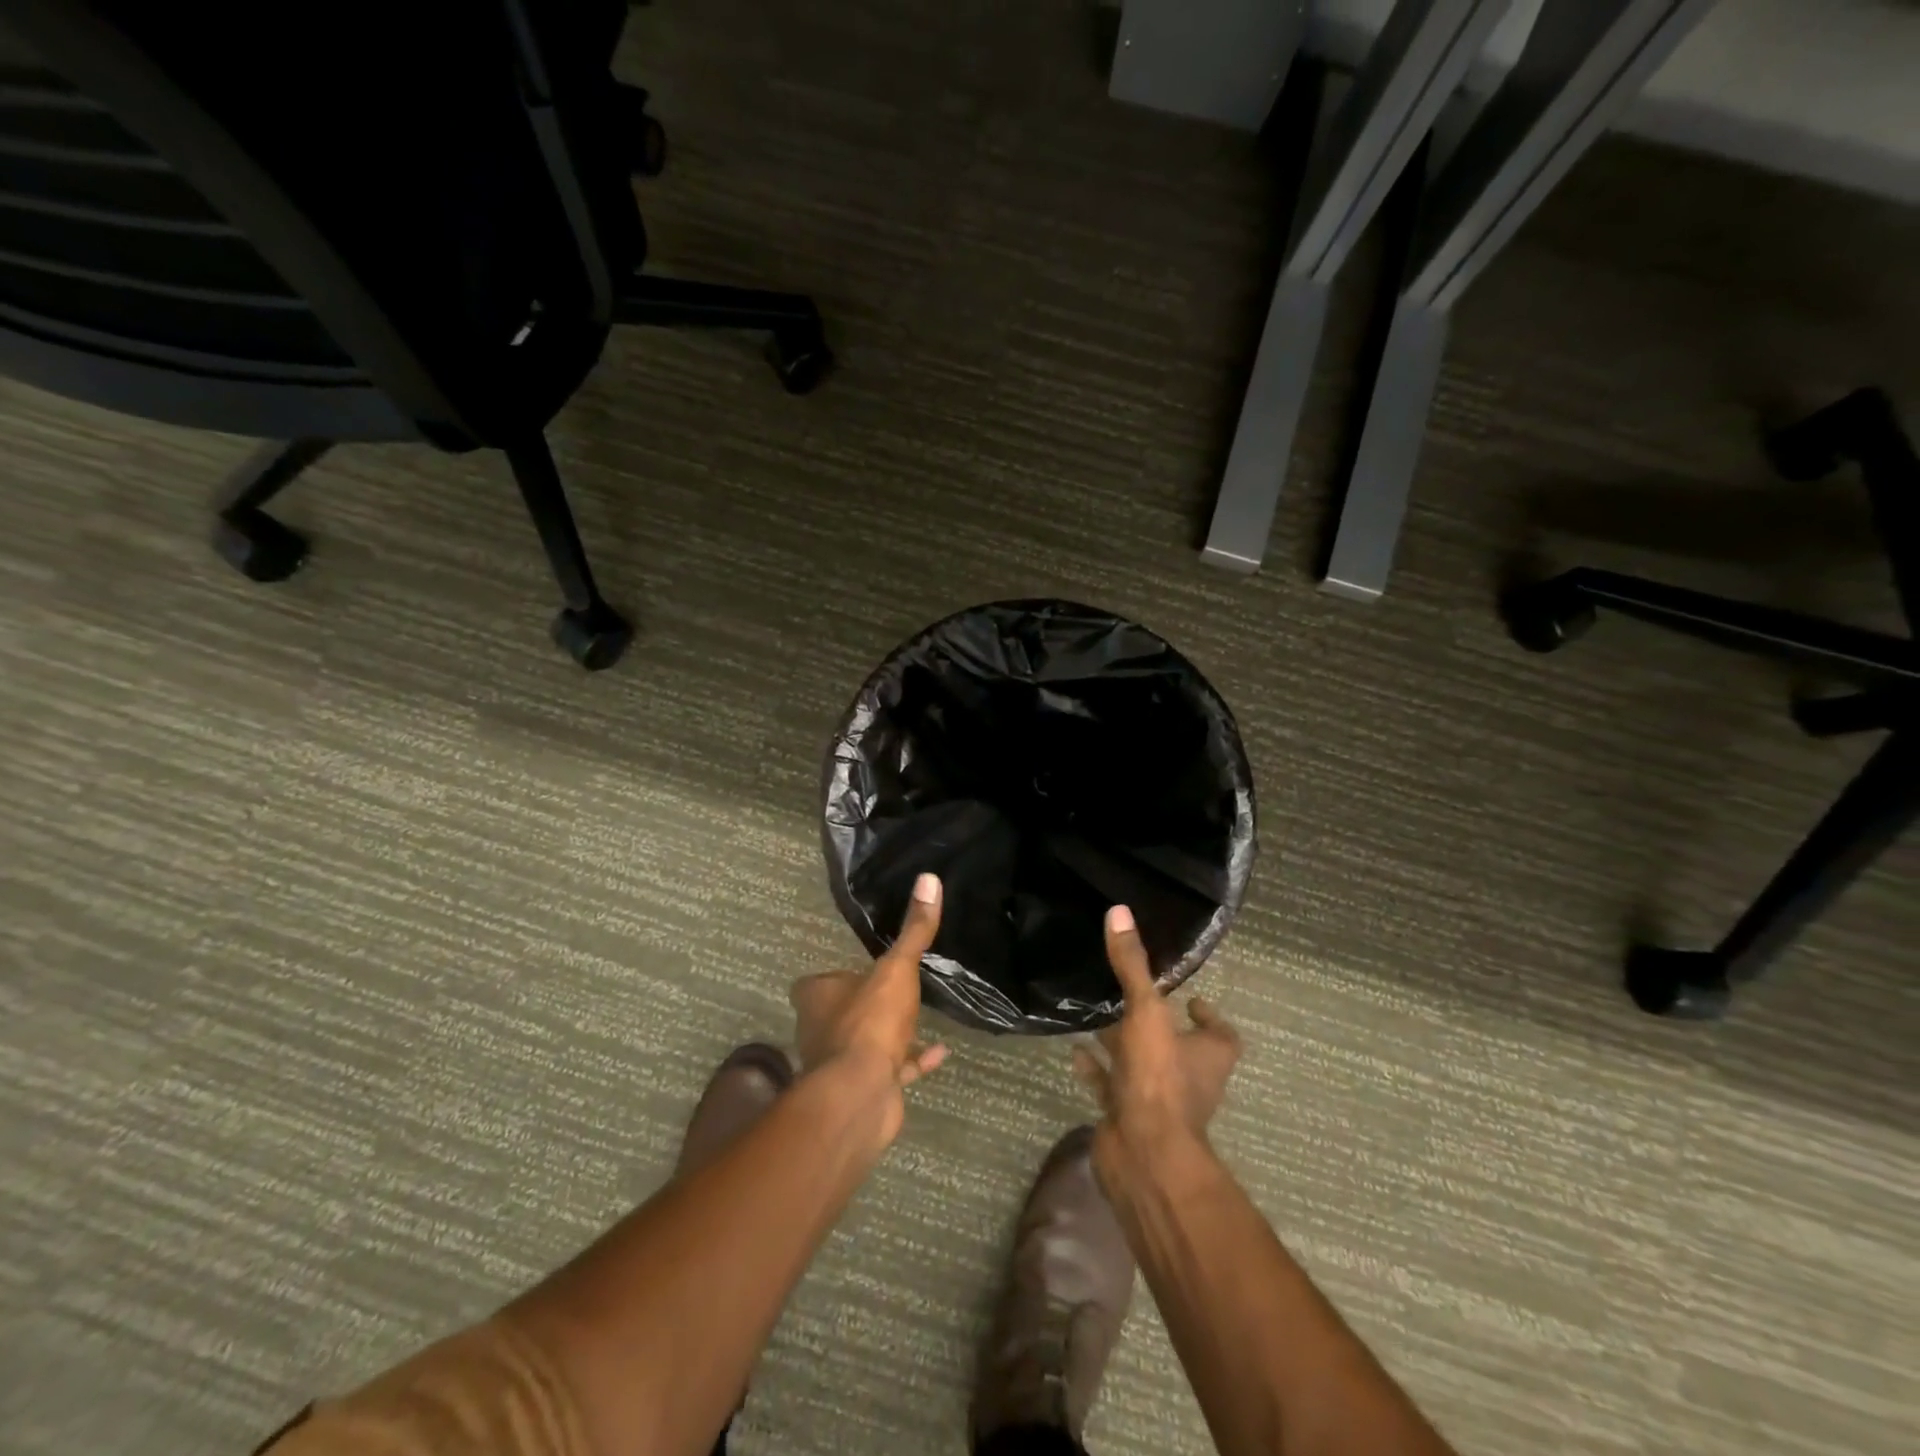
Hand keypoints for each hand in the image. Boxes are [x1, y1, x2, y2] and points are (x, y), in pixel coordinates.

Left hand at [791, 872, 949, 1102]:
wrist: (861, 1096)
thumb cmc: (869, 1022)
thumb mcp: (897, 969)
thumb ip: (914, 930)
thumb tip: (929, 878)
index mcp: (818, 997)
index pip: (815, 983)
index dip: (833, 977)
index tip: (858, 968)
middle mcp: (821, 1030)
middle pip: (840, 1012)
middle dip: (863, 1004)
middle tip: (893, 989)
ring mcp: (842, 1064)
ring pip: (865, 1043)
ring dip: (889, 1035)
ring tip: (918, 1018)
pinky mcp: (866, 1088)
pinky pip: (892, 1069)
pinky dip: (913, 1060)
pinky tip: (940, 1052)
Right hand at [1073, 904, 1240, 1156]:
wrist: (1142, 1155)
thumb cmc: (1158, 1079)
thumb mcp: (1146, 1012)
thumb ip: (1132, 966)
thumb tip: (1119, 911)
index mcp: (1207, 1055)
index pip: (1220, 1034)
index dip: (1207, 1015)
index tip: (1188, 996)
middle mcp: (1187, 1078)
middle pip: (1175, 1046)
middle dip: (1154, 1023)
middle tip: (1128, 995)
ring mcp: (1156, 1100)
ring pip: (1140, 1065)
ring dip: (1121, 1044)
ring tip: (1095, 1015)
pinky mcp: (1126, 1116)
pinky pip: (1110, 1086)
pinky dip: (1095, 1069)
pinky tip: (1074, 1049)